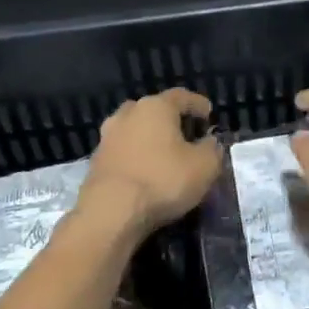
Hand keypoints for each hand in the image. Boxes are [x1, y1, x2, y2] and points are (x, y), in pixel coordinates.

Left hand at [79, 87, 222, 233]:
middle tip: (185, 134)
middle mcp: (128, 114)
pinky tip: (145, 172)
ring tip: (164, 154)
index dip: (197, 104)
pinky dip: (136, 157)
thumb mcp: (204, 166)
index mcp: (155, 107)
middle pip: (153, 110)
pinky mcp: (96, 161)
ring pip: (134, 130)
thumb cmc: (163, 180)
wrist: (111, 212)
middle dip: (170, 119)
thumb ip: (212, 149)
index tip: (208, 113)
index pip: (181, 96)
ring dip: (150, 138)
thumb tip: (210, 143)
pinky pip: (123, 151)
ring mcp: (107, 137)